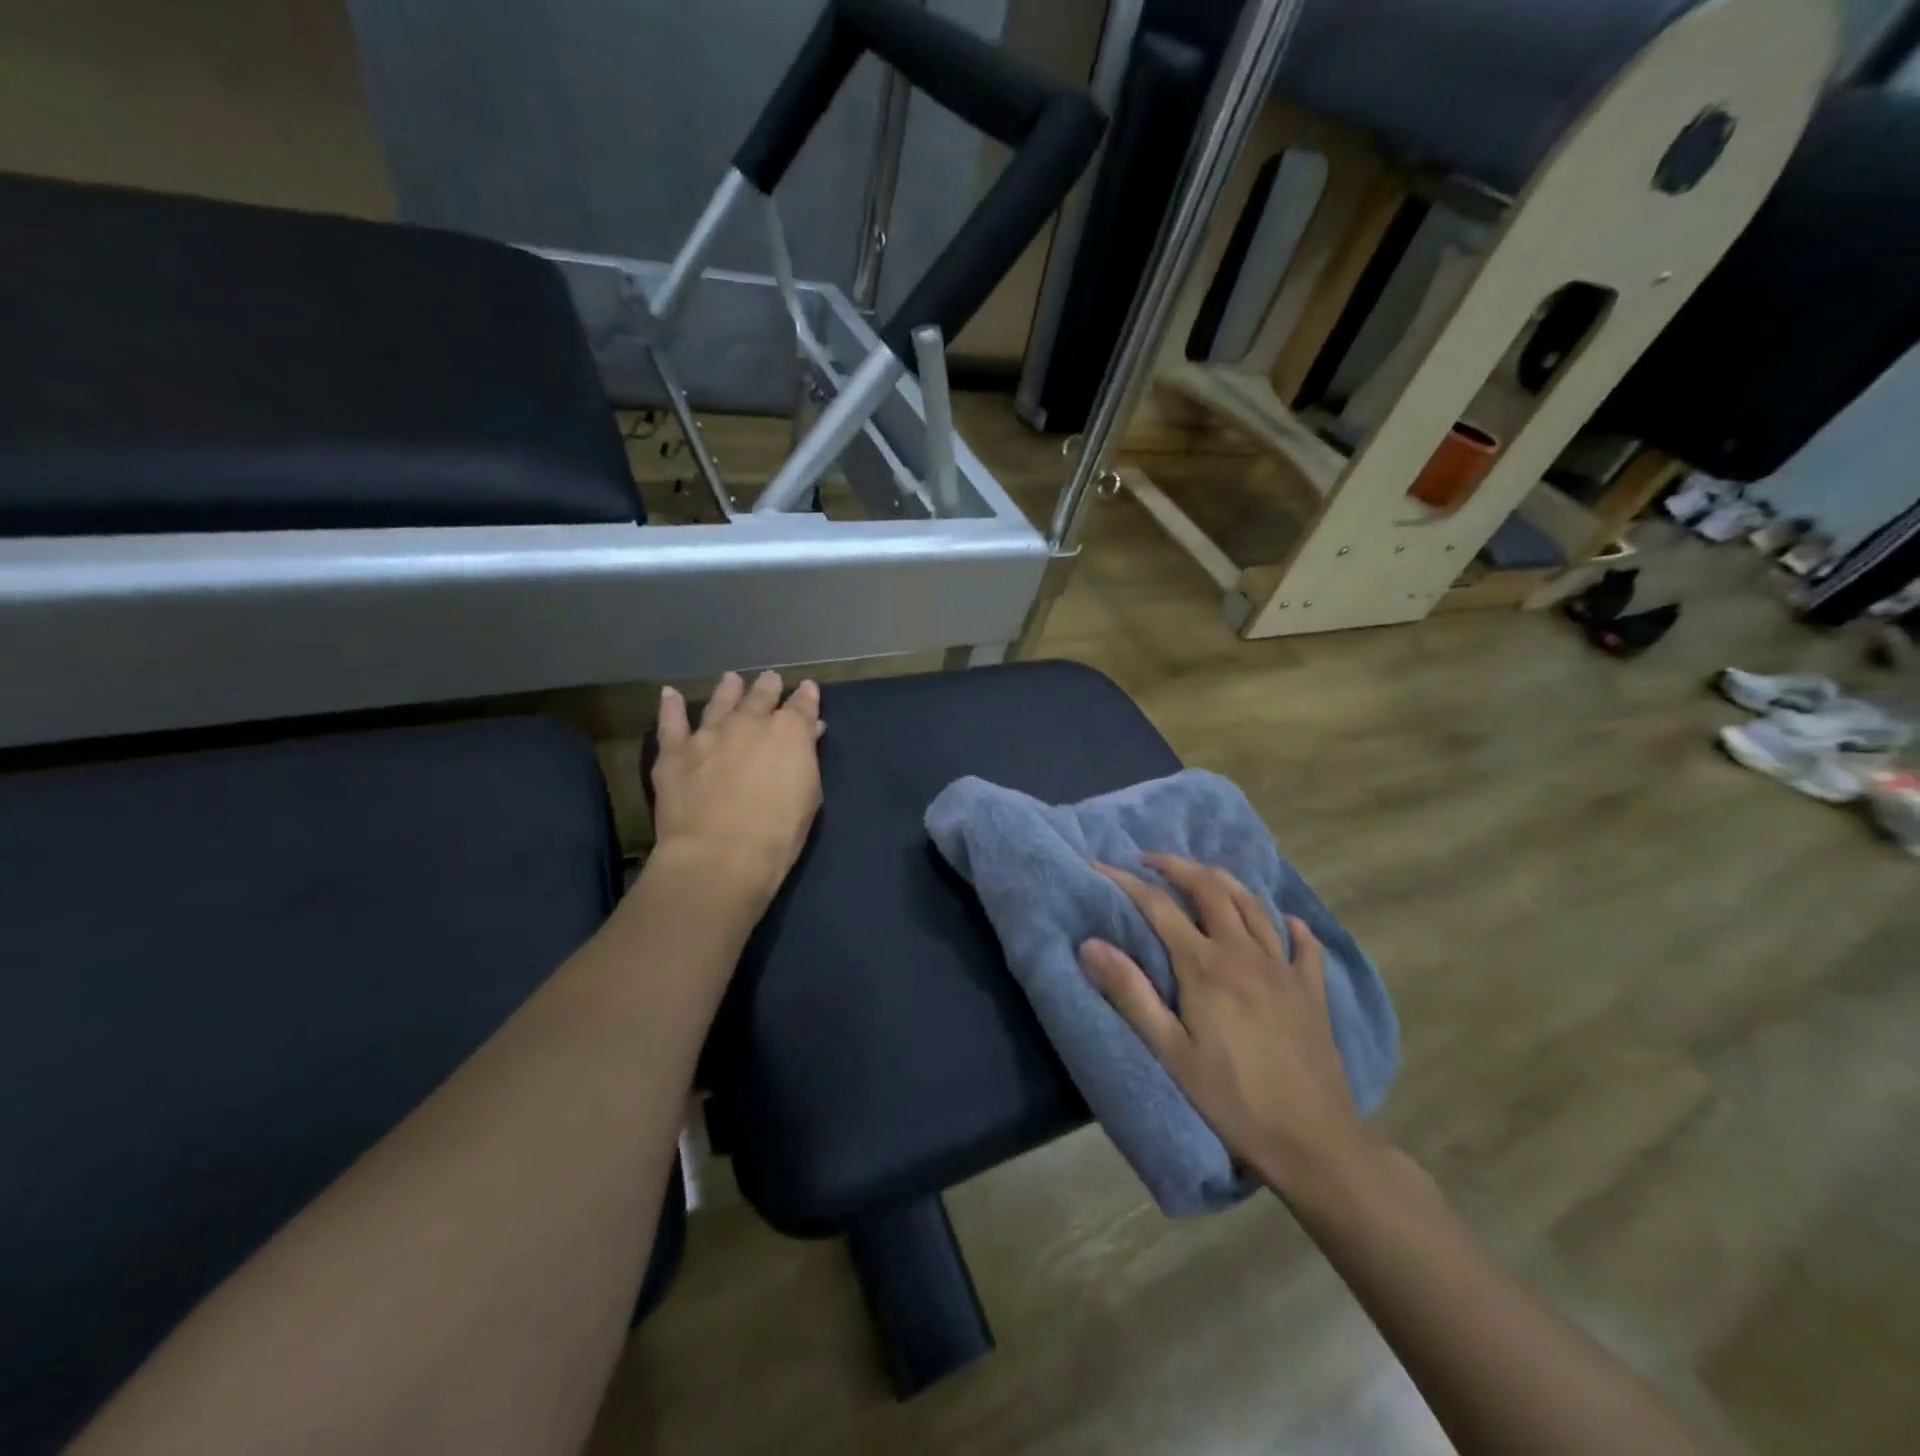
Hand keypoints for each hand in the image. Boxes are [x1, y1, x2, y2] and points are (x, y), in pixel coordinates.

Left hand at [651, 671, 823, 907]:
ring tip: (731, 679)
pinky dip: (671, 707)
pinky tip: (670, 694)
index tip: (807, 689)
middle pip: (760, 696)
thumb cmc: (778, 833)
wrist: (720, 855)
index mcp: (789, 732)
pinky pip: (671, 723)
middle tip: (769, 679)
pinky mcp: (675, 752)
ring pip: (719, 702)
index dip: (806, 696)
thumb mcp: (808, 795)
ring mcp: (708, 734)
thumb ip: (806, 758)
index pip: (802, 705)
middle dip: (768, 687)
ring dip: (728, 690)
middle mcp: (749, 722)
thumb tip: (808, 732)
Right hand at [1079, 854, 1377, 1196]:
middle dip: (1177, 866)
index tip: (1100, 866)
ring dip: (1223, 882)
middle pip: (1210, 889)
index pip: (1159, 907)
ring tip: (1201, 876)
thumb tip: (1089, 943)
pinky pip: (1303, 943)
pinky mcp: (1312, 990)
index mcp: (1206, 966)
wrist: (1313, 1142)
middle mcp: (1245, 953)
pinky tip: (1280, 920)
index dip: (1127, 882)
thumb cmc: (1231, 1100)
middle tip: (1150, 861)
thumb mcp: (1169, 1052)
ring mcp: (1284, 968)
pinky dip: (1286, 923)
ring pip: (1253, 905)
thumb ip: (1129, 993)